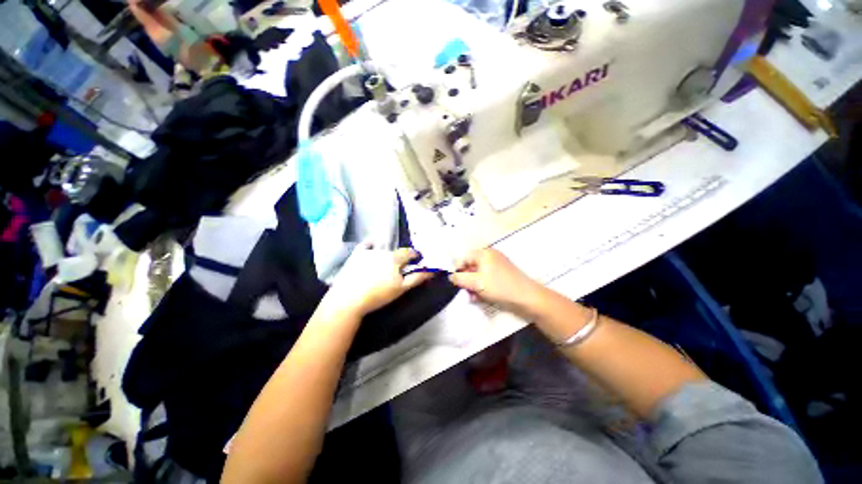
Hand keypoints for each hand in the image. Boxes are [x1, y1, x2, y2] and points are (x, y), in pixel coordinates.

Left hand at [316, 243, 433, 319]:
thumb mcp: (401, 288)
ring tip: (381, 268)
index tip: (415, 261)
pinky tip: (372, 247)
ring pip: (382, 250)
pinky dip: (371, 245)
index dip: (414, 256)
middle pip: (395, 252)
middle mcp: (383, 250)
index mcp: (395, 258)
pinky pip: (366, 245)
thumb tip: (431, 270)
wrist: (348, 299)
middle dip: (399, 259)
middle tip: (396, 271)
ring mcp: (368, 251)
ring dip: (386, 255)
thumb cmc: (378, 295)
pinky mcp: (356, 254)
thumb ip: (417, 277)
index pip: (409, 252)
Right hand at [449, 248, 541, 311]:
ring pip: (478, 274)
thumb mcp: (475, 283)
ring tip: (473, 297)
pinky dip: (482, 287)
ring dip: (473, 286)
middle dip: (466, 280)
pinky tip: (481, 297)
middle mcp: (490, 256)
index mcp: (484, 253)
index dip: (458, 270)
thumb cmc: (499, 287)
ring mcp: (497, 265)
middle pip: (471, 266)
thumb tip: (451, 276)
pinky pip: (487, 279)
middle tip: (465, 292)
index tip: (456, 283)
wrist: (527, 297)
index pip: (464, 258)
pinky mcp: (502, 275)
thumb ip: (460, 278)